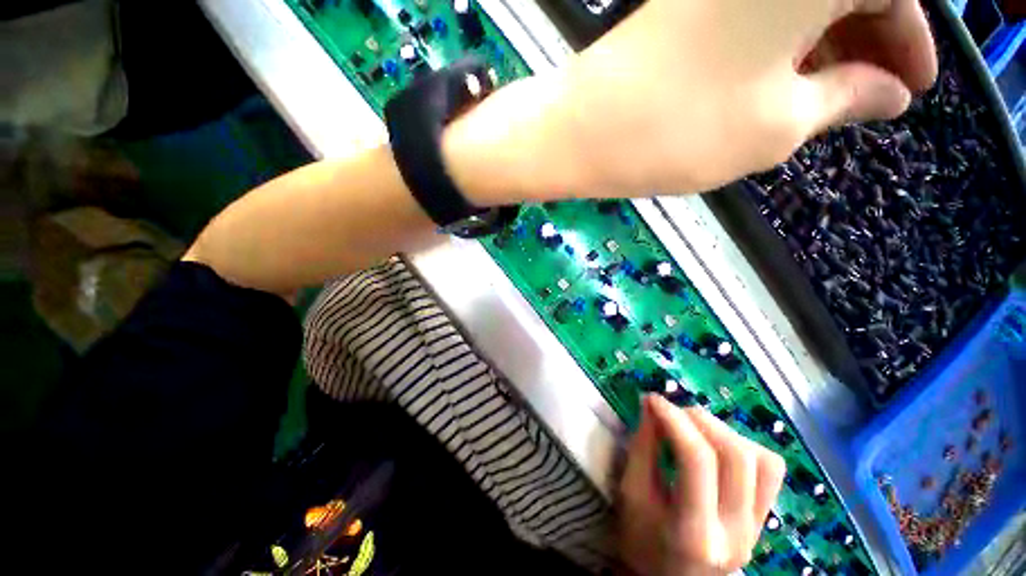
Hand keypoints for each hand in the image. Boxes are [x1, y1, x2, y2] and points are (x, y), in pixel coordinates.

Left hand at [445, 0, 936, 202]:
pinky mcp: (692, 3)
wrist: (583, 133)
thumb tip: (887, 92)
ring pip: (805, 1)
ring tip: (834, 99)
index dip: (911, 40)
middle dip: (872, 40)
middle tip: (875, 95)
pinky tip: (788, 82)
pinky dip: (789, 43)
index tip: (914, 86)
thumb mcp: (779, 127)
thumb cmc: (678, 131)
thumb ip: (846, 99)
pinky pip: (764, 11)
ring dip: (831, 44)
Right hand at [616, 395, 785, 575]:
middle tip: (672, 411)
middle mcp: (735, 531)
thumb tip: (651, 406)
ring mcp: (757, 527)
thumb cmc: (642, 541)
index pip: (697, 459)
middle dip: (699, 419)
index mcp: (694, 532)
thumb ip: (642, 447)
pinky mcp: (765, 519)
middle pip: (734, 455)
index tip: (653, 399)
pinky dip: (745, 445)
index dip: (674, 419)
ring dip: (722, 430)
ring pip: (760, 459)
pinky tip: (718, 445)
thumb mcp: (632, 494)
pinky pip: (770, 470)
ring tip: (693, 425)